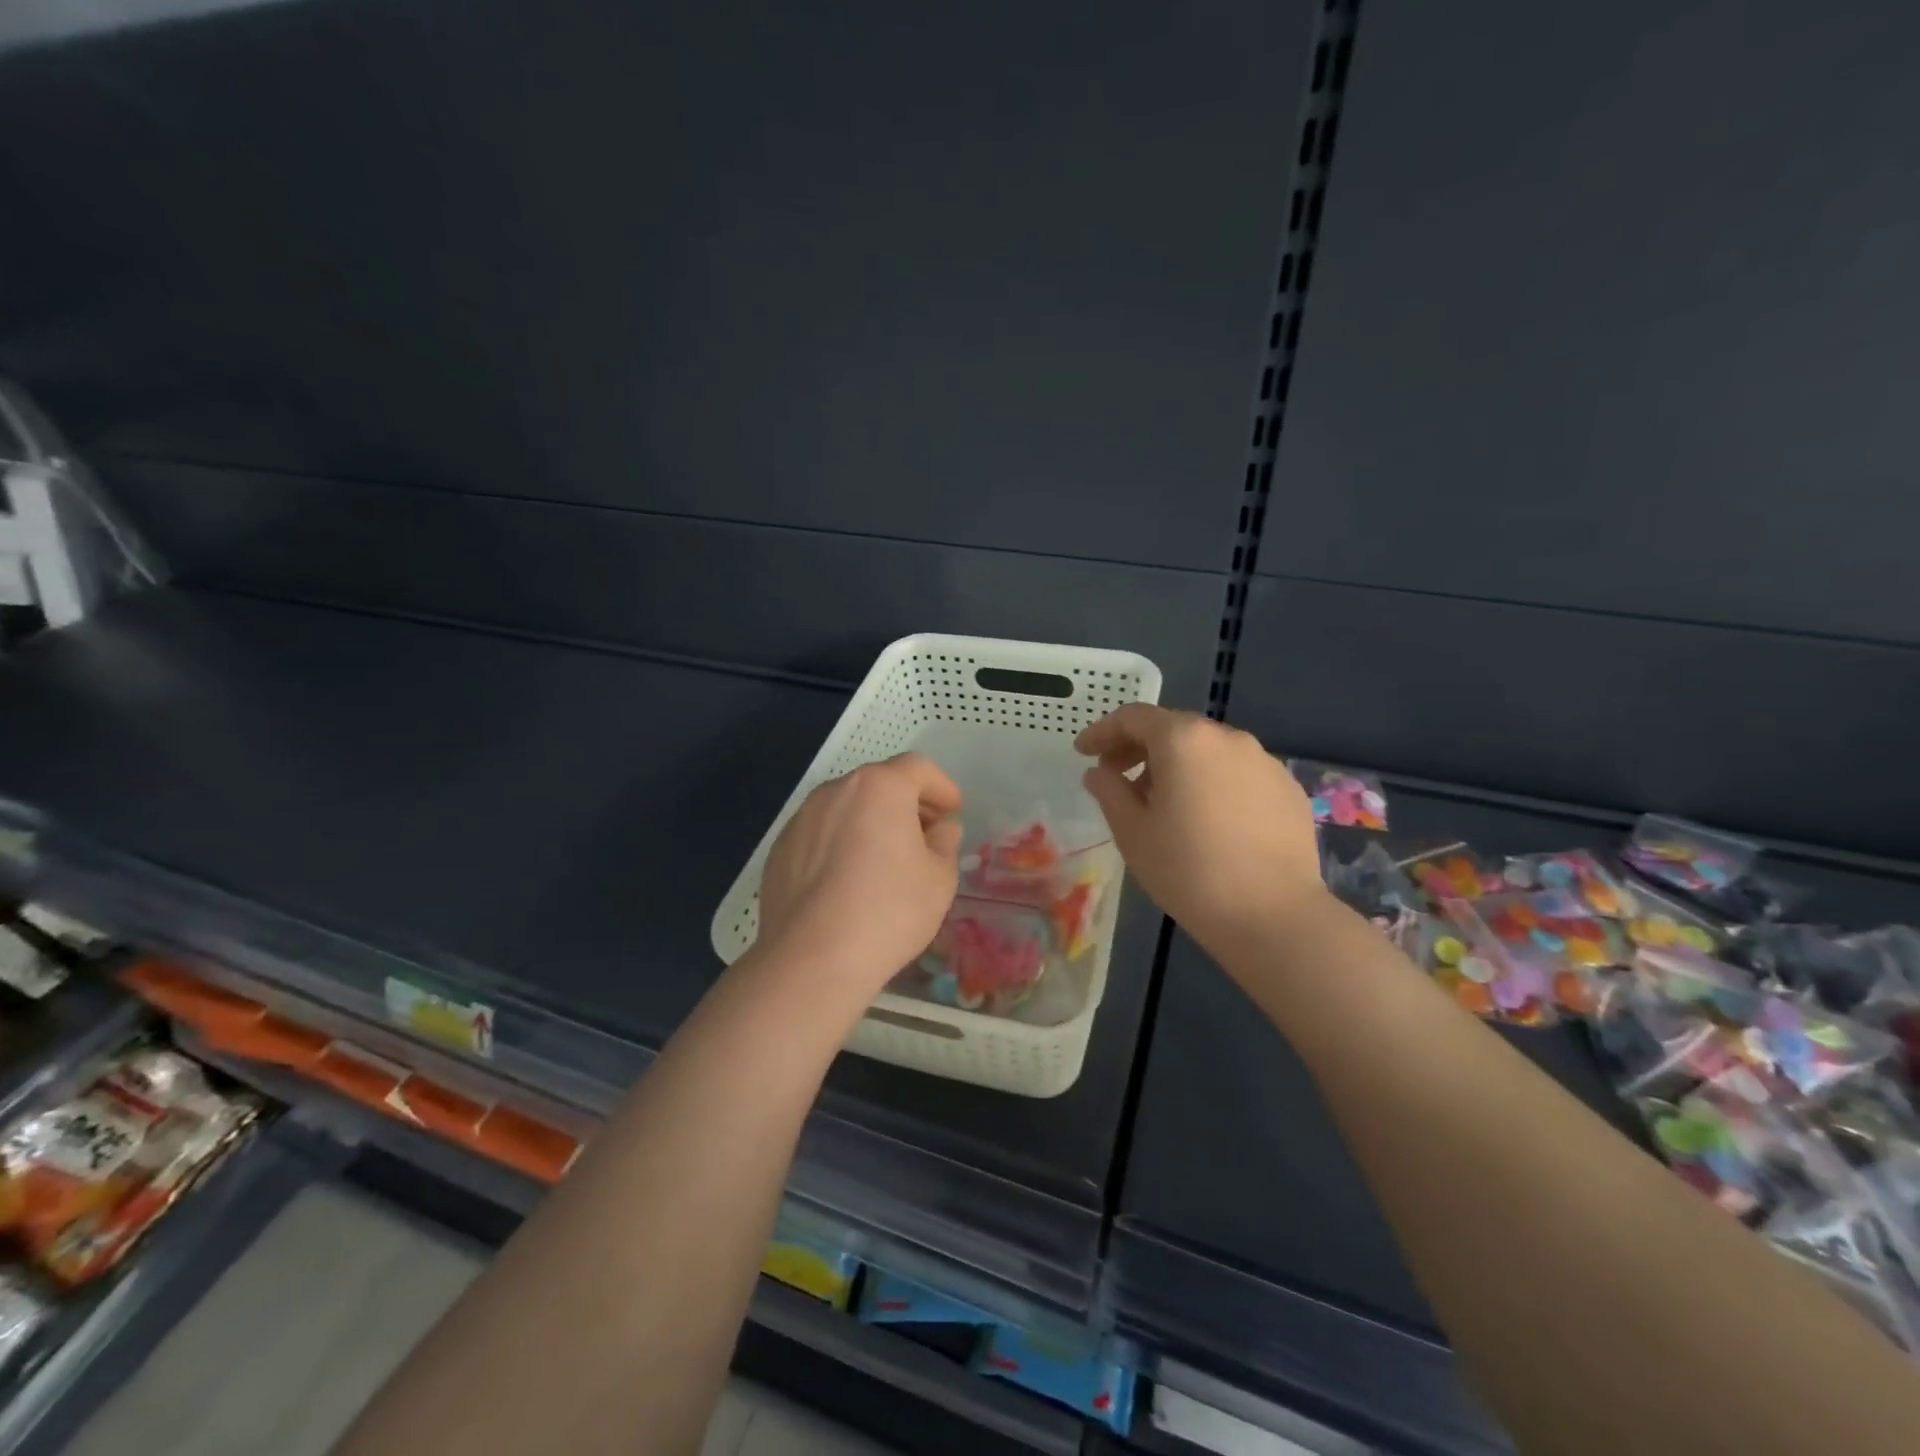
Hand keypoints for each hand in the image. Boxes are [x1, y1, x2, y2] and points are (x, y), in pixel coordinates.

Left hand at [756, 754, 963, 999]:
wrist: (813, 959)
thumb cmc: (890, 911)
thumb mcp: (939, 878)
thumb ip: (945, 842)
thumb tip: (940, 828)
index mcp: (880, 787)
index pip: (918, 768)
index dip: (941, 786)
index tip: (953, 811)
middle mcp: (836, 791)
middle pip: (879, 784)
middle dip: (907, 803)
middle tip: (925, 835)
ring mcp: (802, 819)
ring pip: (847, 808)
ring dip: (871, 822)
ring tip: (886, 860)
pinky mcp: (780, 849)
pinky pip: (821, 835)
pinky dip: (841, 844)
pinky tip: (848, 882)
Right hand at [1077, 705, 1322, 958]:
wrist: (1273, 916)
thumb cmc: (1188, 871)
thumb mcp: (1132, 832)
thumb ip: (1109, 791)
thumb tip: (1098, 772)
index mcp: (1184, 740)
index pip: (1134, 717)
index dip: (1102, 731)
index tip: (1083, 752)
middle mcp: (1227, 738)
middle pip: (1173, 729)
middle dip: (1138, 748)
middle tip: (1115, 776)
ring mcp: (1264, 761)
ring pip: (1208, 751)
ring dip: (1176, 765)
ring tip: (1161, 802)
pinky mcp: (1288, 789)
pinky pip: (1238, 774)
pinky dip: (1212, 782)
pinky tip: (1206, 819)